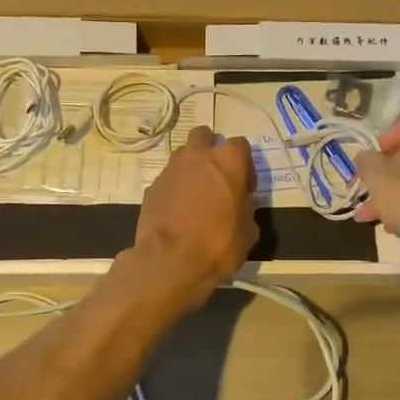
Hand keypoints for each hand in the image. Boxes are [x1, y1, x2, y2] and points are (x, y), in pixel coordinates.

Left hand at [129, 126, 257, 308]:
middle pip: (204, 136)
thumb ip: (245, 208)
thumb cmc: (218, 244)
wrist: (169, 262)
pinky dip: (174, 189)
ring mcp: (170, 170)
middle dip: (211, 150)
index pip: (240, 146)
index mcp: (227, 160)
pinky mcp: (151, 188)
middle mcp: (197, 156)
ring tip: (196, 195)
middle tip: (217, 178)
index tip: (245, 188)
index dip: (245, 166)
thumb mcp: (248, 231)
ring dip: (191, 168)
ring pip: (183, 156)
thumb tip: (239, 205)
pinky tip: (178, 212)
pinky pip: (168, 180)